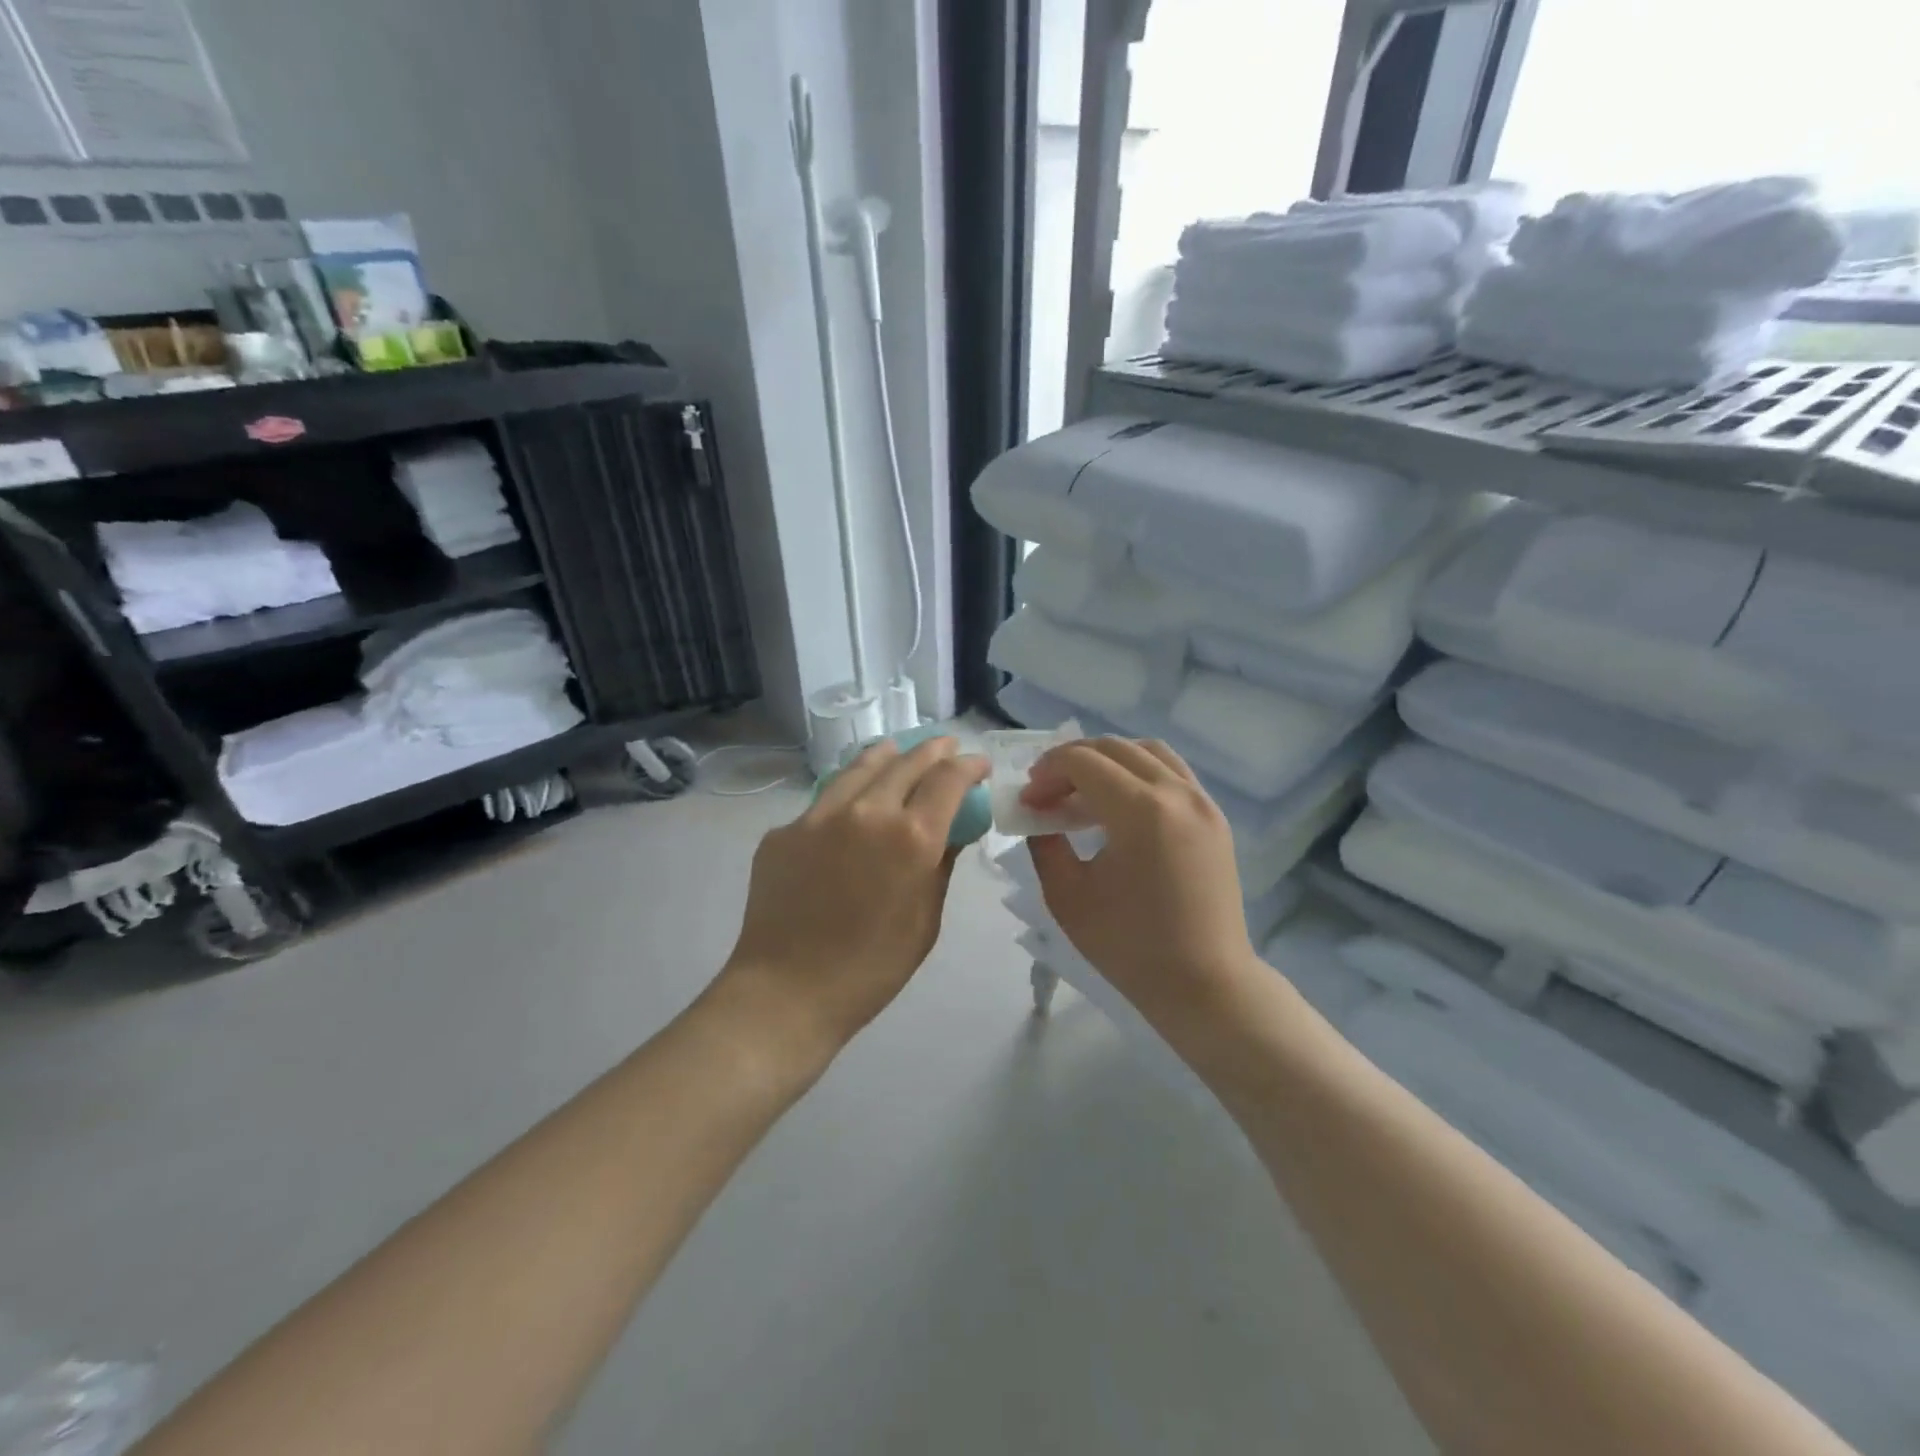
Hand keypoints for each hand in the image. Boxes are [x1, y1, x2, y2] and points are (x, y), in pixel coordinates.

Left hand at [718, 736, 987, 1061]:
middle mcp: (868, 811)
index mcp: (911, 836)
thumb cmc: (872, 967)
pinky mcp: (784, 830)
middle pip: (906, 762)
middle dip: (933, 750)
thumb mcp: (926, 919)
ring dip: (888, 755)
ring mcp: (819, 815)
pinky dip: (848, 794)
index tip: (978, 763)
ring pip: (860, 767)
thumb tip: (953, 831)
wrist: (787, 990)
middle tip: (946, 747)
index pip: (948, 779)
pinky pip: (824, 801)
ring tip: (897, 750)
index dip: (968, 765)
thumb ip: (942, 865)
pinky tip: (851, 806)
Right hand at [1022, 738, 1258, 1023]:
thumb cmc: (1130, 947)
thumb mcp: (1067, 897)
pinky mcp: (1215, 818)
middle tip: (1047, 792)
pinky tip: (1120, 804)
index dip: (1046, 772)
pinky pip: (1173, 772)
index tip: (1028, 799)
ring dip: (1108, 759)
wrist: (1206, 985)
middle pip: (1114, 748)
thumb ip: (1044, 845)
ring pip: (1148, 751)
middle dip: (1071, 761)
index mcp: (1141, 810)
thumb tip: (1039, 817)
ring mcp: (1203, 802)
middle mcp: (1177, 793)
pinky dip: (1140, 772)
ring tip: (1083, 790)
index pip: (1082, 762)